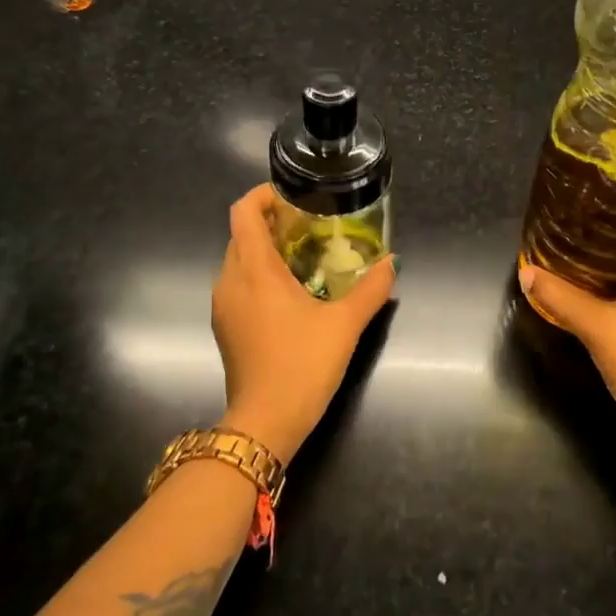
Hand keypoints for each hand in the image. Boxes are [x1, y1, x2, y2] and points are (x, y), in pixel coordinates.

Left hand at [211, 183, 395, 462]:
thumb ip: (371, 288)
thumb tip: (393, 262)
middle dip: (271, 223)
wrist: (266, 421)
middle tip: (310, 227)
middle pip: (241, 234)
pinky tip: (290, 295)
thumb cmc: (303, 364)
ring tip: (304, 258)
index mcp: (254, 269)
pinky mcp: (225, 328)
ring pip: (238, 261)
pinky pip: (238, 286)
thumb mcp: (345, 323)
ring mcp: (223, 306)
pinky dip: (259, 277)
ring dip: (265, 251)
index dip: (264, 195)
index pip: (244, 211)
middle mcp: (230, 280)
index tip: (294, 198)